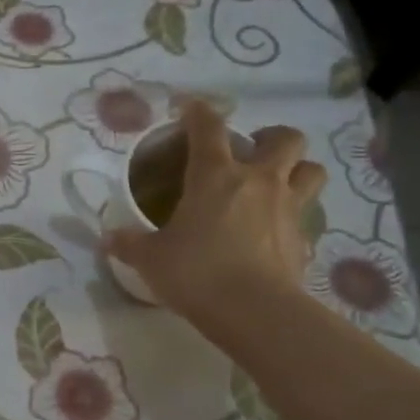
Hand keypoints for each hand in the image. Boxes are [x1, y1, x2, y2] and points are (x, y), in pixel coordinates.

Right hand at [104, 99, 324, 342]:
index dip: (198, 112)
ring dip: (297, 170)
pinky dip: (294, 216)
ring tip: (277, 183)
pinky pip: (307, 215)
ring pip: (311, 170)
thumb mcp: (151, 259)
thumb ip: (130, 244)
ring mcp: (288, 208)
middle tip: (252, 152)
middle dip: (271, 137)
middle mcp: (258, 181)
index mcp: (215, 175)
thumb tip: (107, 239)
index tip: (188, 108)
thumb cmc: (196, 273)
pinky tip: (275, 231)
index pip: (208, 126)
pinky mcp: (304, 239)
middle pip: (285, 139)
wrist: (254, 311)